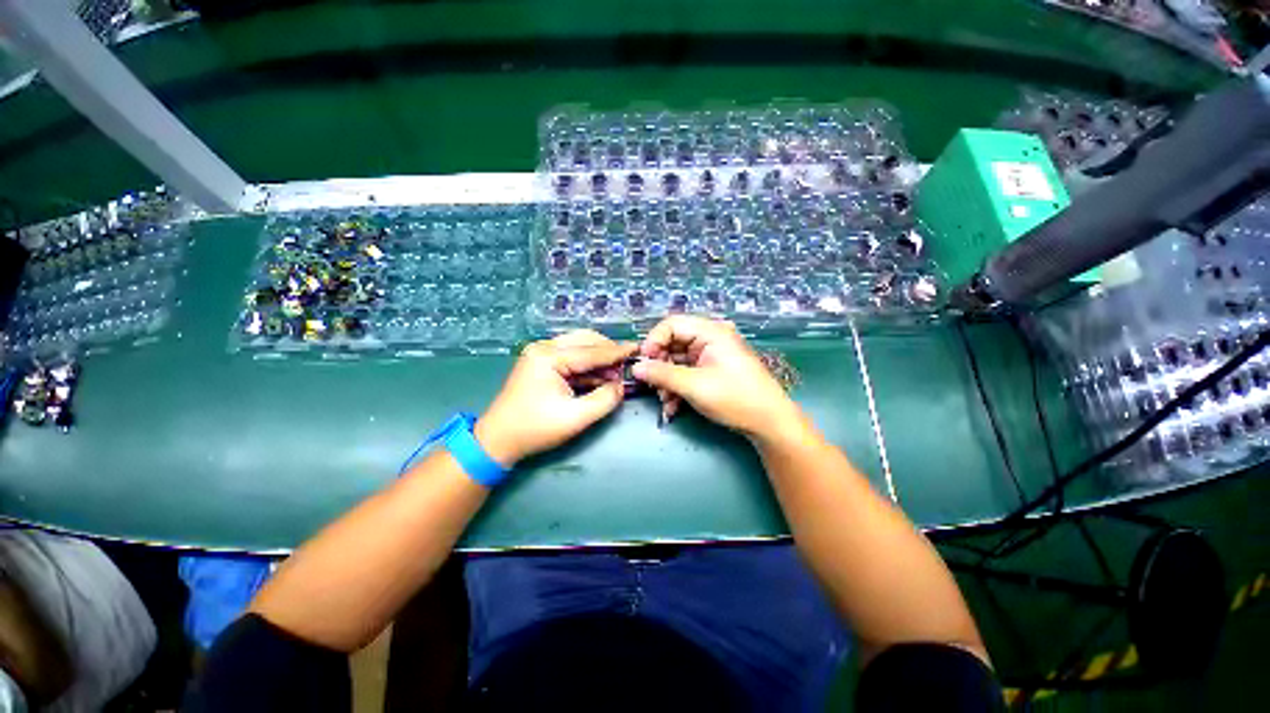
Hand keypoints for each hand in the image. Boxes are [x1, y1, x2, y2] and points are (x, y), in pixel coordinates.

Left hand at [476, 330, 636, 466]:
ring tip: (616, 373)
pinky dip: (587, 365)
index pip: (591, 351)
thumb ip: (604, 400)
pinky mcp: (541, 362)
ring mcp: (540, 353)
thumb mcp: (576, 418)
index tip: (637, 349)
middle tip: (626, 364)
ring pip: (579, 346)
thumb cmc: (535, 429)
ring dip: (598, 358)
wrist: (497, 440)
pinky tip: (600, 376)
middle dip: (608, 351)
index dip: (617, 352)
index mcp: (549, 357)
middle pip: (585, 340)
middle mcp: (544, 347)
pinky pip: (571, 356)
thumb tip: (620, 386)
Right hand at [633, 316, 808, 442]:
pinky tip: (673, 407)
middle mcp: (710, 339)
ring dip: (667, 381)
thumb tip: (636, 368)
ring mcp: (711, 355)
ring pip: (677, 361)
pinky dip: (677, 387)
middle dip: (660, 367)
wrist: (769, 422)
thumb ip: (662, 375)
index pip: (671, 324)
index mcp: (710, 332)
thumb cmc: (735, 398)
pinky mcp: (711, 371)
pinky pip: (686, 373)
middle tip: (652, 386)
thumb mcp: (694, 386)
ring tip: (665, 402)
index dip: (653, 341)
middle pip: (673, 343)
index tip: (643, 363)